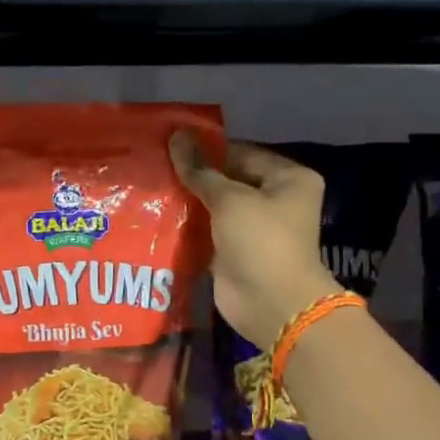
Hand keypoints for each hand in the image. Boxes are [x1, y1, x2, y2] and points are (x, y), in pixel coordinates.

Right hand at [169, 133, 337, 348]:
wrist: (271, 304)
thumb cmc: (261, 241)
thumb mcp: (230, 199)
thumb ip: (200, 170)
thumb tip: (176, 136)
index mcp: (288, 178)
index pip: (241, 152)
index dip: (207, 149)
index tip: (170, 144)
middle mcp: (275, 200)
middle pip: (229, 179)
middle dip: (195, 175)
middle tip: (155, 163)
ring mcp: (255, 228)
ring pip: (216, 206)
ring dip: (189, 201)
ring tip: (152, 185)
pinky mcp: (235, 252)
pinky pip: (209, 231)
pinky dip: (189, 226)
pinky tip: (159, 214)